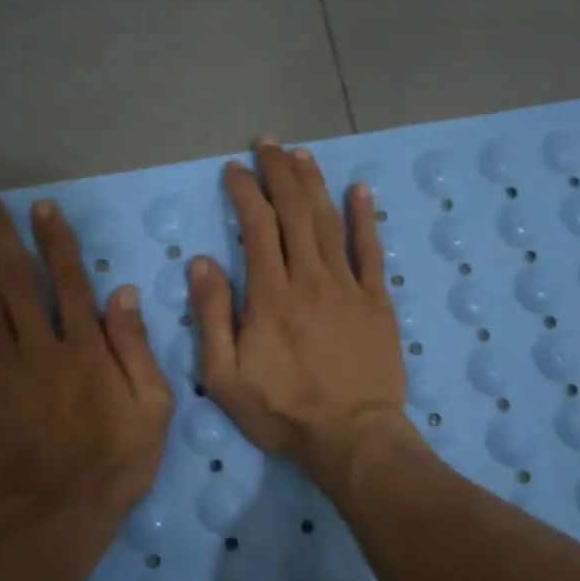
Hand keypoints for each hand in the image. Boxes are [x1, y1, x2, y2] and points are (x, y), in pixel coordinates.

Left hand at [0, 197, 173, 559]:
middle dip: (2, 238)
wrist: (56, 518)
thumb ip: (136, 349)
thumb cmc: (115, 465)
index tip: (42, 209)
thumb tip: (123, 293)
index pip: (71, 281)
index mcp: (87, 349)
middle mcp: (41, 348)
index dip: (56, 241)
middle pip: (19, 282)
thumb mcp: (153, 409)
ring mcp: (4, 372)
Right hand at [190, 138, 406, 473]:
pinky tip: (359, 191)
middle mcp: (309, 278)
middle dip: (279, 172)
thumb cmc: (282, 411)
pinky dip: (365, 218)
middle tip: (268, 143)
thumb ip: (212, 316)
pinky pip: (370, 251)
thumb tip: (202, 262)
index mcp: (270, 295)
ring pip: (329, 222)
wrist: (351, 437)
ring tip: (303, 154)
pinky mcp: (377, 301)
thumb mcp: (225, 376)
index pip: (256, 227)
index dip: (245, 192)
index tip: (234, 169)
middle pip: (294, 212)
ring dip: (314, 184)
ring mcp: (348, 287)